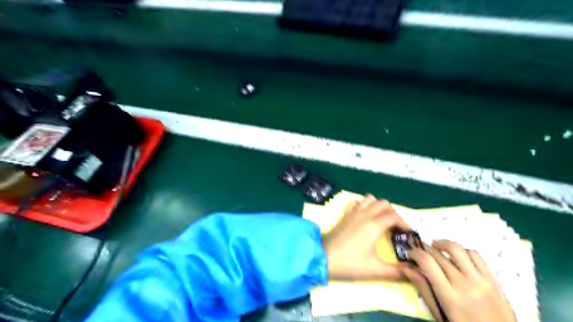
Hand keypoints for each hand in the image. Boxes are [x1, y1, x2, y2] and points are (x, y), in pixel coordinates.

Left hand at [321, 194, 406, 279]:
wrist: (322, 258)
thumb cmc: (349, 264)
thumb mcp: (375, 270)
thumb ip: (397, 272)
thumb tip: (414, 272)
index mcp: (374, 225)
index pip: (395, 216)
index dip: (405, 223)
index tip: (409, 234)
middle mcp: (365, 214)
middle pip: (384, 204)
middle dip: (394, 213)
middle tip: (396, 228)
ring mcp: (353, 213)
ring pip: (370, 199)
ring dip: (379, 206)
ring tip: (382, 220)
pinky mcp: (345, 215)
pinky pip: (356, 202)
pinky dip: (364, 205)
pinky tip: (364, 216)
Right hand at [399, 241, 517, 320]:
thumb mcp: (440, 314)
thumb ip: (424, 289)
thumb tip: (406, 268)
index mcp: (450, 297)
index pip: (428, 263)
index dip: (415, 253)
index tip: (409, 253)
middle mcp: (465, 285)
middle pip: (439, 255)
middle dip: (424, 249)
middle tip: (418, 250)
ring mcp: (481, 280)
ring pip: (457, 250)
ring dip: (442, 244)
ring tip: (435, 246)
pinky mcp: (493, 279)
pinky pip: (476, 255)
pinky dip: (462, 251)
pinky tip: (456, 256)